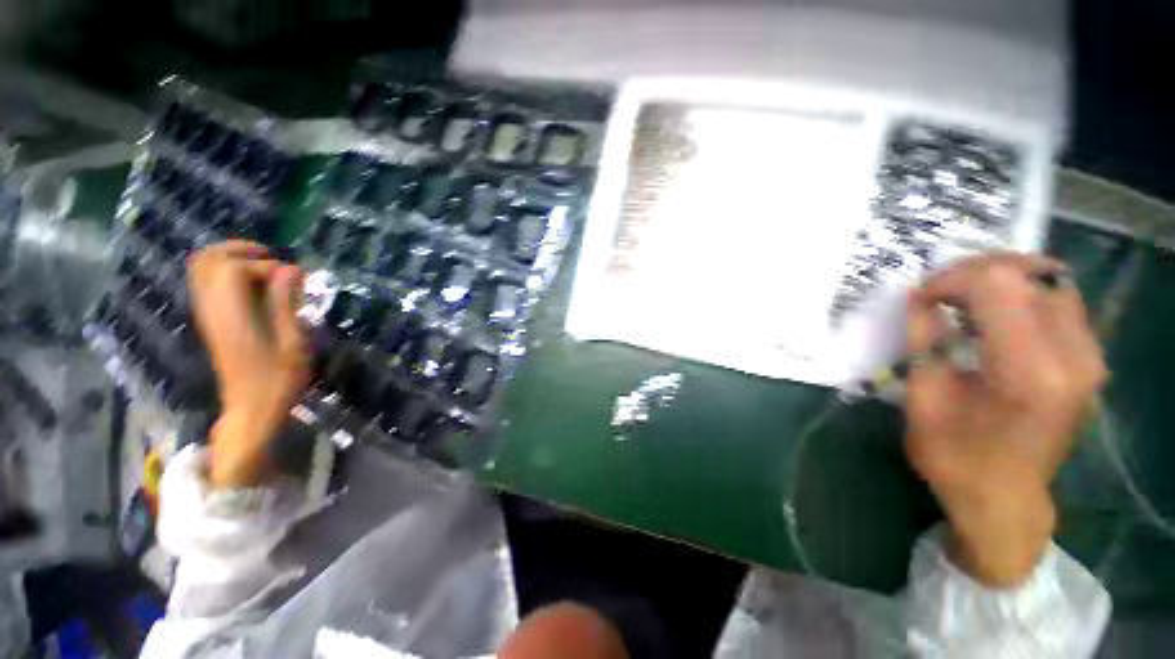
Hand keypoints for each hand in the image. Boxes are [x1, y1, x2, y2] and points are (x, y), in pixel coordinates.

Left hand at [187, 241, 308, 488]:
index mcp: (232, 315)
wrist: (251, 408)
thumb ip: (286, 303)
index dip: (268, 266)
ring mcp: (207, 314)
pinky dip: (226, 273)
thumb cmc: (279, 379)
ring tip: (263, 266)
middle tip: (272, 257)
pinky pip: (206, 283)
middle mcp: (212, 309)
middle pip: (207, 260)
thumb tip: (291, 269)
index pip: (235, 269)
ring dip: (231, 259)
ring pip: (201, 269)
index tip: (296, 281)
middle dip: (240, 250)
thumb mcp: (293, 342)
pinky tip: (252, 284)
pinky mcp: (210, 321)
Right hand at [904, 253, 1106, 586]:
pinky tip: (996, 315)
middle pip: (1029, 273)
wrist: (1004, 499)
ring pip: (1050, 280)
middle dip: (974, 273)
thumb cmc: (955, 456)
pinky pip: (1060, 301)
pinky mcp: (1091, 360)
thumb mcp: (924, 398)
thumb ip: (925, 341)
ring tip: (965, 299)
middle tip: (939, 294)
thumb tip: (919, 297)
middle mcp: (1074, 356)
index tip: (920, 298)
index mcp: (1029, 371)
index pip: (996, 285)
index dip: (951, 280)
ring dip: (1001, 280)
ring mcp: (1090, 357)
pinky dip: (1023, 295)